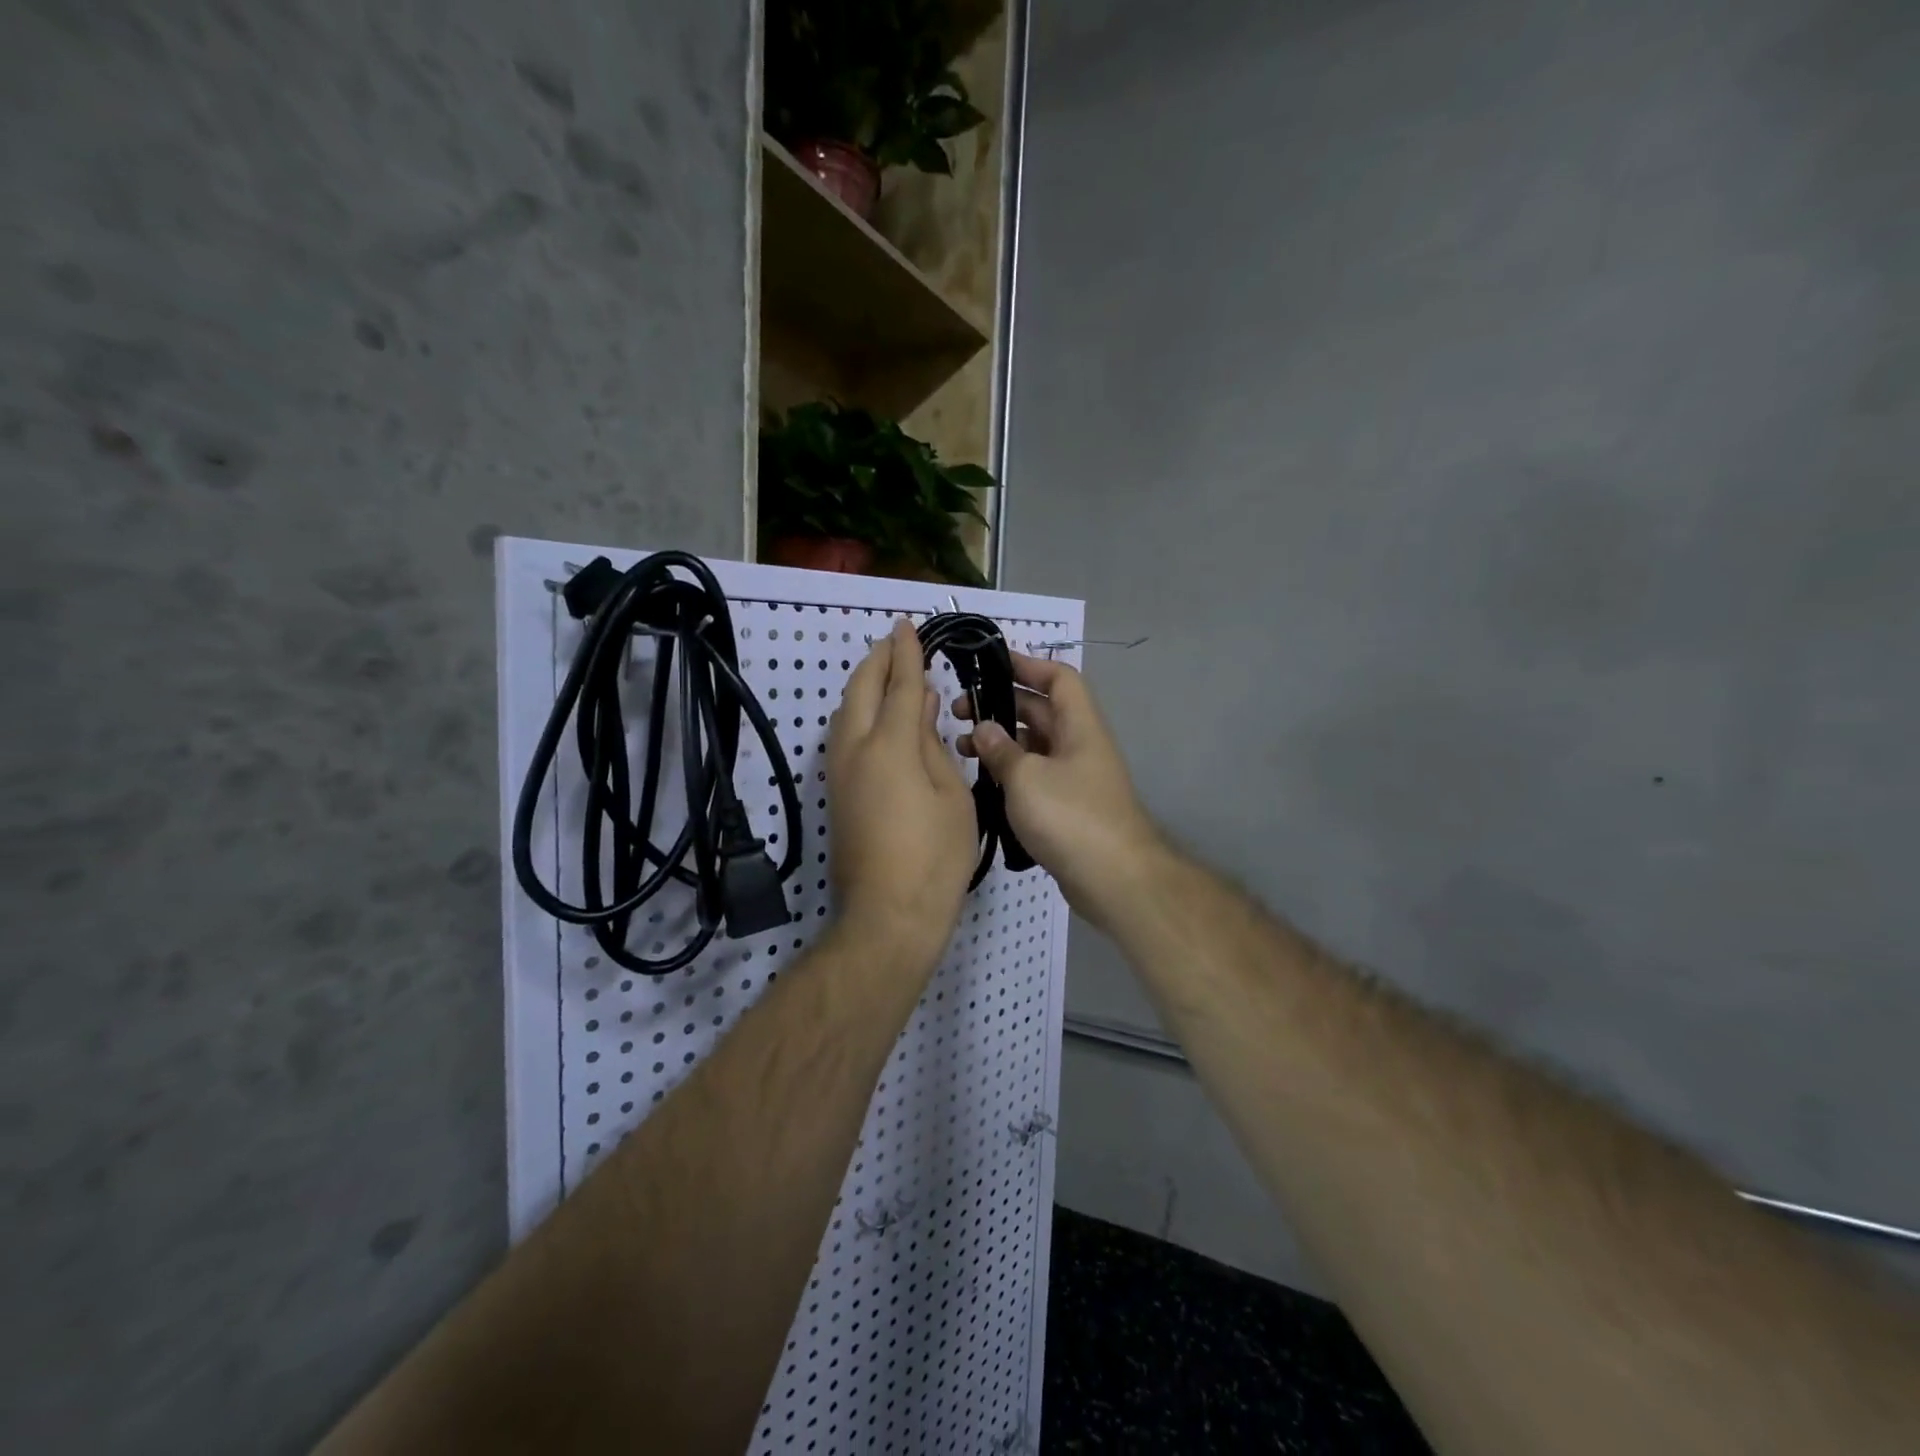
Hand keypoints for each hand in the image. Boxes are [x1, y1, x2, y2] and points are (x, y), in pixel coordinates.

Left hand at [825, 619, 977, 975]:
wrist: (888, 914)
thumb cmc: (935, 856)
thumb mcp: (952, 796)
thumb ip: (934, 744)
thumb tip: (923, 707)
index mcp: (890, 746)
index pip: (900, 685)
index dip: (906, 653)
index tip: (907, 626)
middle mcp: (855, 750)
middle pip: (861, 690)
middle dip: (877, 661)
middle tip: (894, 642)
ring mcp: (839, 772)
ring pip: (844, 712)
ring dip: (864, 685)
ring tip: (886, 674)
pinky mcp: (835, 793)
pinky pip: (843, 736)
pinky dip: (858, 713)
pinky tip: (877, 717)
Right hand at [957, 653, 1162, 931]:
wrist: (1113, 879)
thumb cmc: (1070, 816)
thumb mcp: (1026, 777)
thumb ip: (1000, 749)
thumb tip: (983, 728)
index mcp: (1079, 725)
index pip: (1058, 678)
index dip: (1026, 665)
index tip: (988, 665)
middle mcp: (1079, 745)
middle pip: (1040, 711)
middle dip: (1000, 704)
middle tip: (957, 712)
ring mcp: (1074, 777)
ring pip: (1033, 745)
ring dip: (1000, 741)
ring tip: (961, 748)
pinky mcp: (1066, 806)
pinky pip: (1034, 775)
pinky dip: (1009, 772)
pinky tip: (981, 781)